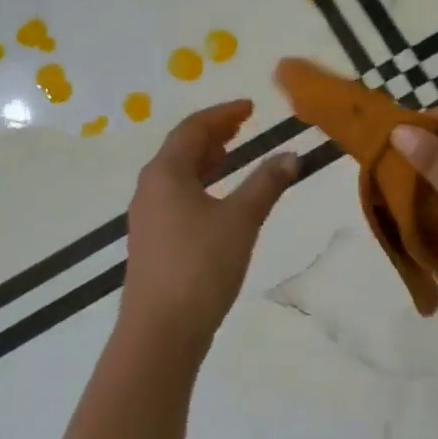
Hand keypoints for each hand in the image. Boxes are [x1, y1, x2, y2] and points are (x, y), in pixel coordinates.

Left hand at [121, 101, 297, 354]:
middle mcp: (150, 188)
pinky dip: (199, 184)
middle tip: (242, 126)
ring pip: (177, 174)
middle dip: (213, 133)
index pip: (193, 129)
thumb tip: (290, 155)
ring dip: (205, 159)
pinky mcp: (151, 241)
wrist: (160, 330)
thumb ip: (266, 184)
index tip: (250, 107)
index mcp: (165, 172)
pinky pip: (175, 196)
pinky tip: (217, 199)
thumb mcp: (241, 220)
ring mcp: (147, 216)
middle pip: (181, 148)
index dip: (223, 114)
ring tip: (231, 154)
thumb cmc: (200, 266)